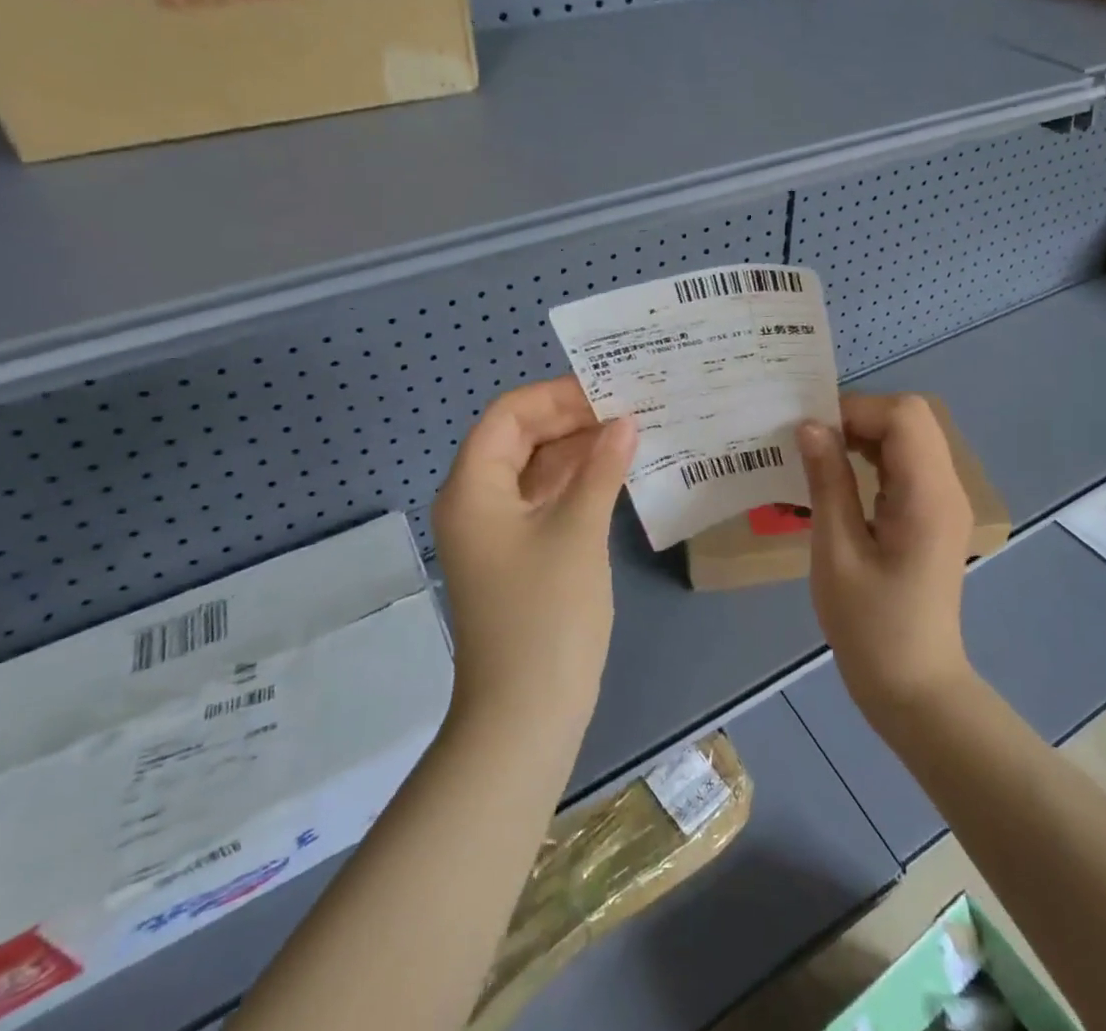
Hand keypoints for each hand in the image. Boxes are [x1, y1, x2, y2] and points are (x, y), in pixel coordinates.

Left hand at [433, 378, 635, 742]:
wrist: (525, 715)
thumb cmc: (546, 614)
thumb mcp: (578, 530)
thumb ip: (601, 468)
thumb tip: (625, 422)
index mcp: (474, 488)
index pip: (508, 416)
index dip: (555, 396)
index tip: (606, 390)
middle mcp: (477, 502)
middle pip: (520, 440)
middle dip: (571, 421)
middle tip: (627, 408)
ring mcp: (497, 532)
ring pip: (535, 471)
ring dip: (578, 451)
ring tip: (631, 433)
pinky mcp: (518, 556)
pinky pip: (545, 502)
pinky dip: (577, 484)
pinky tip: (616, 474)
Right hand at [798, 394, 975, 723]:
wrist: (915, 687)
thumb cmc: (870, 627)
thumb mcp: (836, 553)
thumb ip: (827, 482)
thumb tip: (810, 426)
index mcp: (928, 496)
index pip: (904, 416)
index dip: (856, 410)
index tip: (811, 433)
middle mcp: (946, 488)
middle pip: (912, 417)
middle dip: (860, 416)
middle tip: (814, 441)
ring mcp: (944, 500)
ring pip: (911, 435)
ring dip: (866, 433)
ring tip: (822, 455)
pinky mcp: (934, 513)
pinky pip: (908, 462)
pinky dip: (874, 454)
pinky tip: (842, 476)